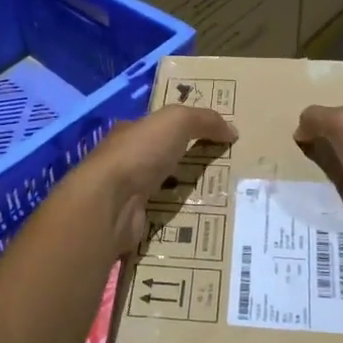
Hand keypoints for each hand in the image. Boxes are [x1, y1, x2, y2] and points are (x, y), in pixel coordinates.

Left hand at [77, 105, 236, 256]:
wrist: (110, 204)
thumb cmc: (140, 153)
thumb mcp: (176, 121)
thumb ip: (204, 120)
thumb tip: (232, 130)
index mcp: (130, 133)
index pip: (158, 128)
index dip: (183, 130)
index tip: (211, 139)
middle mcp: (125, 161)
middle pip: (161, 160)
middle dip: (187, 164)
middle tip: (223, 171)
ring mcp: (127, 194)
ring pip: (163, 190)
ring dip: (185, 193)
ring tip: (221, 199)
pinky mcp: (133, 222)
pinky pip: (163, 217)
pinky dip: (179, 219)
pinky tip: (202, 221)